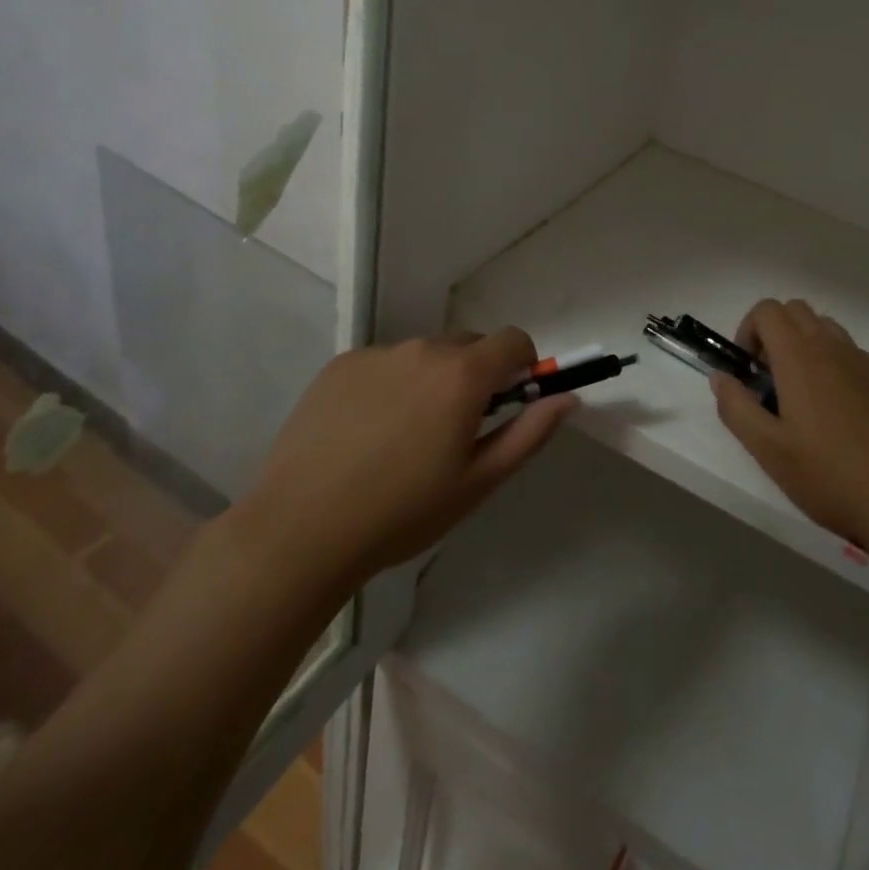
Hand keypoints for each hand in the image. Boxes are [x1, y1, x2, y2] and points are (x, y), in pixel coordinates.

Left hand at [236, 328, 573, 589]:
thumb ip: (530, 432)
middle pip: (469, 344)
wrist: (300, 530)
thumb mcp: (479, 482)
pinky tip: (367, 431)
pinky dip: (391, 384)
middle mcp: (423, 349)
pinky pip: (384, 363)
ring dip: (432, 379)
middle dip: (477, 374)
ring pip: (425, 354)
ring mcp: (377, 353)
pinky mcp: (340, 364)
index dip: (522, 364)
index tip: (511, 399)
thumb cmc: (402, 512)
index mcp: (463, 374)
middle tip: (456, 427)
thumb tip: (568, 397)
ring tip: (405, 436)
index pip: (514, 339)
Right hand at [712, 298, 868, 552]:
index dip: (748, 330)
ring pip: (824, 327)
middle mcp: (832, 348)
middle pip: (795, 310)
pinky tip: (832, 412)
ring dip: (802, 344)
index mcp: (800, 357)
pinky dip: (829, 361)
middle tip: (767, 380)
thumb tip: (720, 377)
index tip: (747, 370)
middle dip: (772, 333)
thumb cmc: (831, 477)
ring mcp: (863, 362)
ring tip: (798, 395)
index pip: (768, 310)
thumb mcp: (770, 451)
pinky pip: (847, 351)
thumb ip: (737, 408)